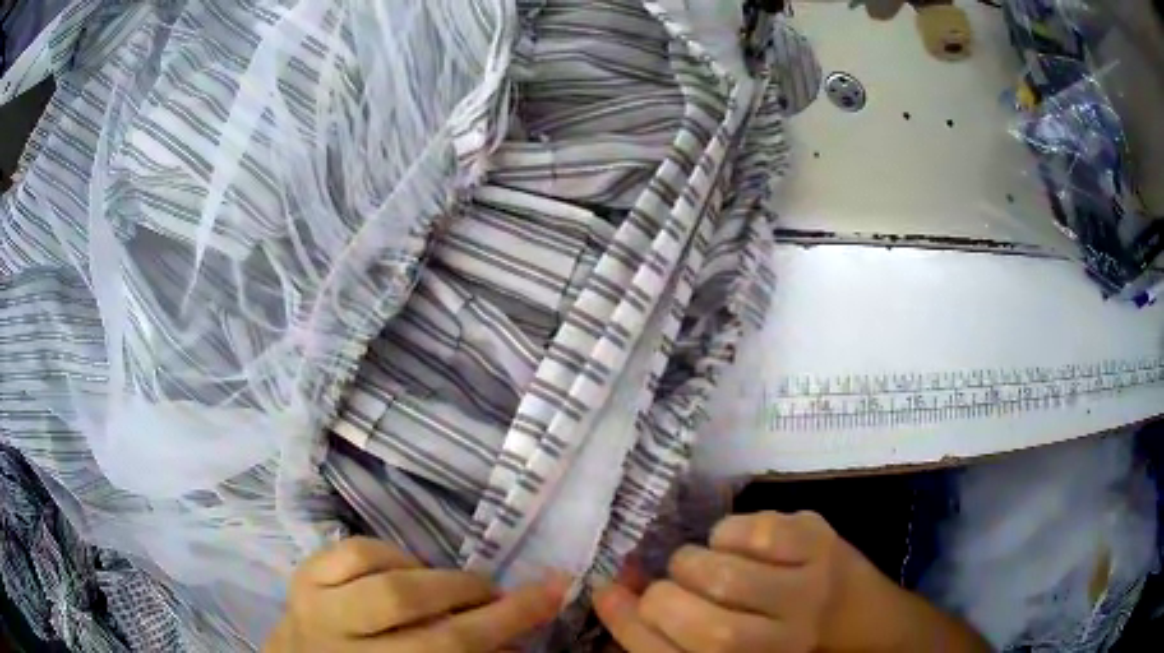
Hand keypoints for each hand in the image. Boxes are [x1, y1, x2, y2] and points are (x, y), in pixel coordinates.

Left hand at [265, 537, 568, 652]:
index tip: (554, 589)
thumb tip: (518, 637)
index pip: (452, 646)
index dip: (507, 619)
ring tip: (449, 587)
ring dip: (432, 576)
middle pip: (411, 606)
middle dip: (468, 592)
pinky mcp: (300, 578)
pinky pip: (352, 551)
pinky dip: (391, 554)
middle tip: (496, 592)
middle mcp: (341, 644)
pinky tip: (403, 570)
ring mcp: (313, 607)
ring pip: (382, 575)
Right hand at [594, 511, 989, 652]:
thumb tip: (618, 592)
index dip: (628, 626)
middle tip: (662, 587)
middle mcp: (784, 641)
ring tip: (700, 565)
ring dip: (692, 563)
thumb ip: (675, 632)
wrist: (868, 623)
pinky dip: (730, 532)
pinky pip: (758, 529)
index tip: (606, 595)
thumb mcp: (736, 650)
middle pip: (704, 624)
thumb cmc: (789, 645)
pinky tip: (736, 545)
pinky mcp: (824, 541)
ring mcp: (810, 587)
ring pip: (725, 573)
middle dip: (661, 598)